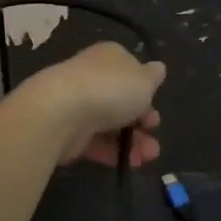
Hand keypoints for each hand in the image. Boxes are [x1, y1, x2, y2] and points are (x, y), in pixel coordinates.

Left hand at [19, 42, 164, 166]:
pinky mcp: (68, 131)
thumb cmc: (111, 89)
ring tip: (148, 156)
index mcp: (109, 56)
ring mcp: (78, 104)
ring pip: (111, 123)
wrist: (61, 112)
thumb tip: (158, 68)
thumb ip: (153, 76)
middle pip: (121, 99)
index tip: (156, 105)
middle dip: (142, 119)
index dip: (146, 89)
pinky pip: (95, 142)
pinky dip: (113, 152)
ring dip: (133, 141)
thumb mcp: (144, 79)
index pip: (130, 70)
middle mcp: (92, 77)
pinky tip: (130, 164)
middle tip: (153, 131)